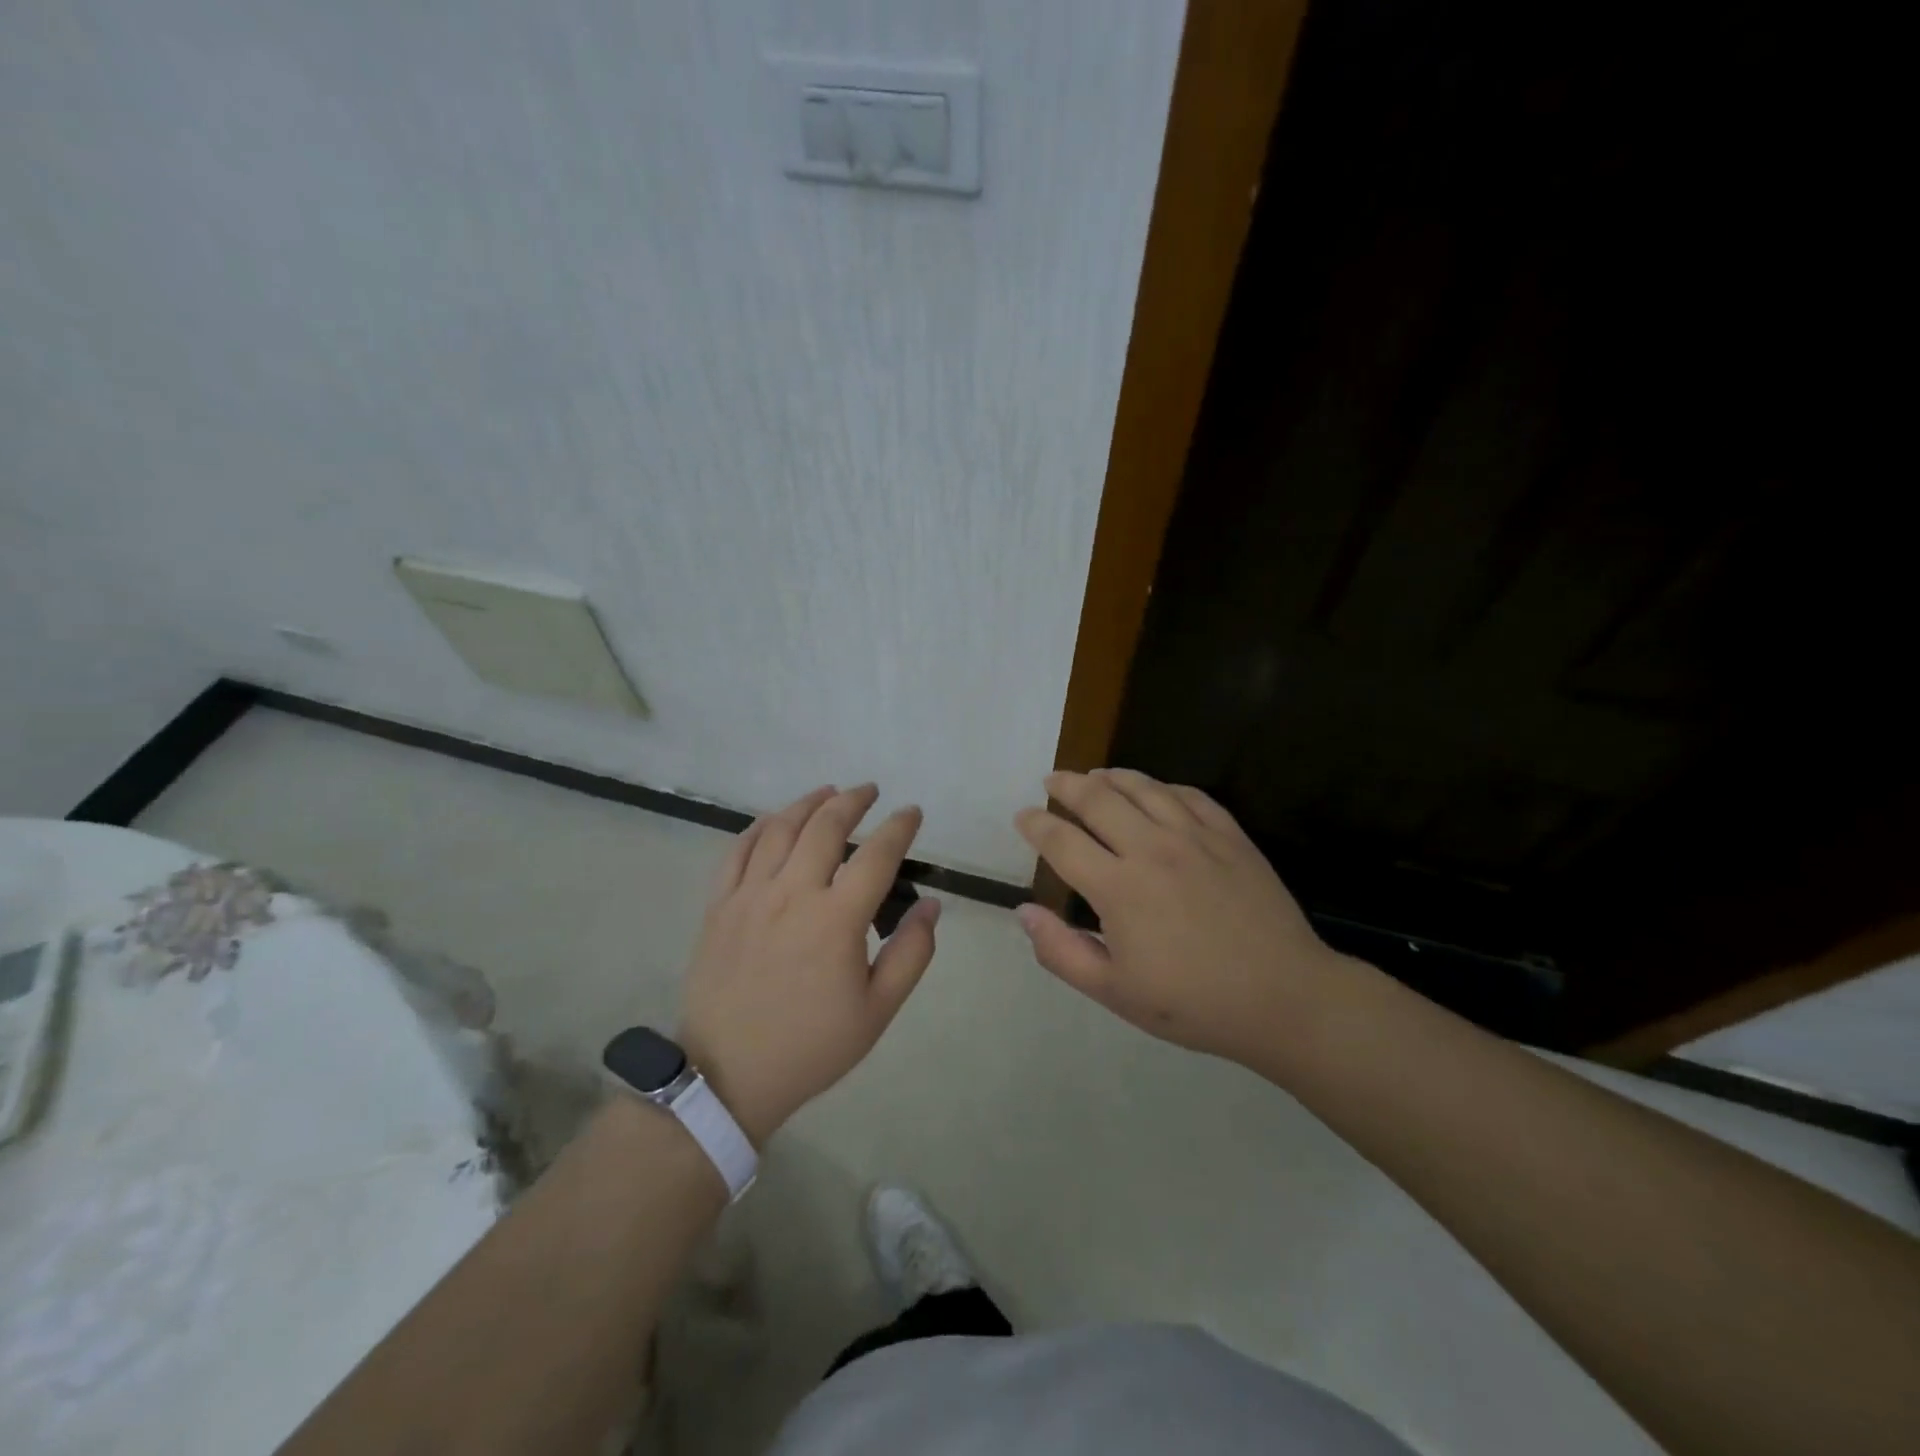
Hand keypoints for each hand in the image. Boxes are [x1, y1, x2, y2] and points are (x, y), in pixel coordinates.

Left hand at [678, 784, 938, 1145]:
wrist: (728, 1075)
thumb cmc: (811, 1046)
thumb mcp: (877, 1011)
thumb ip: (911, 953)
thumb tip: (930, 904)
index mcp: (836, 920)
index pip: (877, 855)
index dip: (899, 827)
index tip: (912, 812)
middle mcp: (792, 894)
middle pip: (825, 826)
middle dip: (853, 801)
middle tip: (870, 791)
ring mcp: (749, 895)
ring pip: (781, 829)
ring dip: (809, 803)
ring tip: (829, 793)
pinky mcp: (719, 905)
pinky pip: (738, 850)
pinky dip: (760, 826)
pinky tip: (775, 820)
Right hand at [1013, 769, 1354, 1067]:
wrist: (1285, 998)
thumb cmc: (1194, 1003)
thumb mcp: (1115, 993)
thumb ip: (1062, 951)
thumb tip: (1024, 912)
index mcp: (1118, 887)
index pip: (1062, 841)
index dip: (1036, 824)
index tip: (1023, 816)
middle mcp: (1151, 849)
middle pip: (1098, 799)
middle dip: (1067, 785)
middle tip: (1052, 780)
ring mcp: (1195, 837)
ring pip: (1143, 787)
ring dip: (1111, 776)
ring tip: (1095, 775)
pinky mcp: (1230, 836)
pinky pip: (1189, 795)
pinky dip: (1162, 786)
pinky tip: (1155, 790)